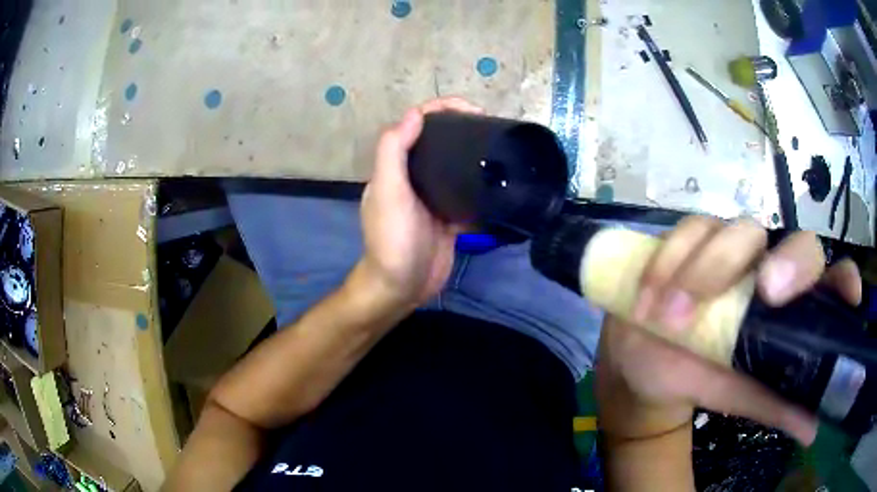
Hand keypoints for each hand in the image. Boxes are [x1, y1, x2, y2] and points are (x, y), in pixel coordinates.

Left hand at [357, 97, 483, 308]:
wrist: (402, 287)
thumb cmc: (393, 239)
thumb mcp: (388, 192)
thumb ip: (394, 152)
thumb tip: (415, 114)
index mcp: (396, 167)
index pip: (417, 125)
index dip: (441, 110)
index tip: (472, 110)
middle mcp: (414, 177)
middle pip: (439, 142)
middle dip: (462, 128)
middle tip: (492, 126)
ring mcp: (433, 198)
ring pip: (454, 167)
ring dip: (473, 155)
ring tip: (500, 147)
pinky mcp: (449, 218)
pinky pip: (466, 195)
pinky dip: (480, 188)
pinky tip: (500, 182)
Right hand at [595, 216, 862, 445]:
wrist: (649, 365)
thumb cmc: (703, 378)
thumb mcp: (741, 395)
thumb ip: (778, 406)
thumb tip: (814, 430)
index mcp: (789, 303)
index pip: (830, 276)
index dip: (844, 279)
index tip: (849, 296)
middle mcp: (770, 265)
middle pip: (796, 241)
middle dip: (788, 262)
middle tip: (764, 292)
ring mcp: (731, 246)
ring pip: (737, 230)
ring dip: (706, 271)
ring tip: (672, 320)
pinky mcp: (692, 239)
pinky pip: (687, 232)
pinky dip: (669, 262)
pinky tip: (650, 299)